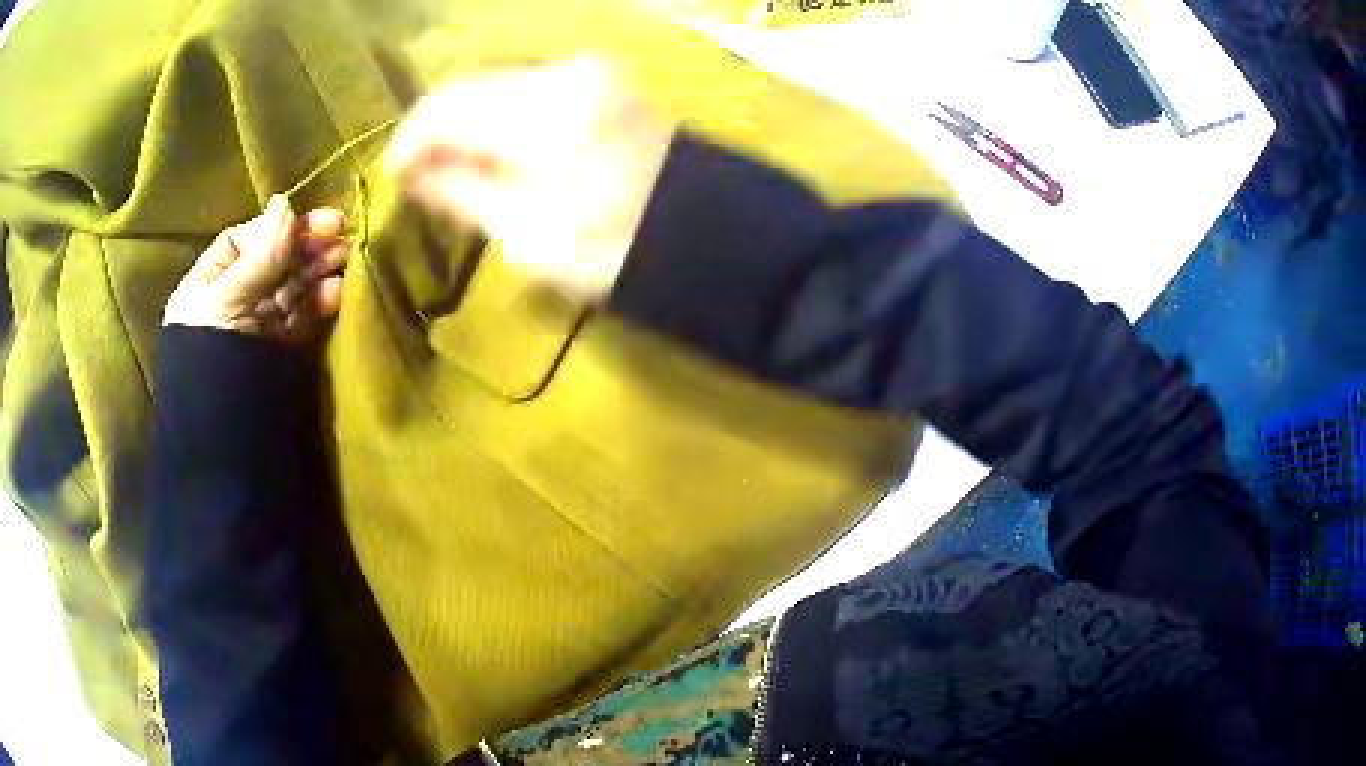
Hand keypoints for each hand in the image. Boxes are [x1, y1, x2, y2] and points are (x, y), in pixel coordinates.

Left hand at [164, 196, 350, 344]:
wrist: (222, 433)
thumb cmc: (210, 355)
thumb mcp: (228, 299)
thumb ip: (259, 256)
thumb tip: (284, 202)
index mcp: (208, 285)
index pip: (244, 242)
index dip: (276, 229)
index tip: (309, 221)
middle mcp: (232, 300)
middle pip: (272, 262)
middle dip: (306, 246)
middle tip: (343, 232)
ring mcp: (257, 326)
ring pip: (290, 288)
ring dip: (318, 270)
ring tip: (347, 257)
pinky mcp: (279, 351)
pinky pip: (300, 319)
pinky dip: (319, 303)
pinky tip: (337, 290)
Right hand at [384, 56, 675, 302]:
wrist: (705, 232)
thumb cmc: (616, 247)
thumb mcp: (528, 234)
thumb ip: (462, 194)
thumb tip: (415, 175)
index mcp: (543, 113)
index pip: (447, 108)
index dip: (409, 141)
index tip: (394, 176)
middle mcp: (563, 73)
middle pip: (470, 88)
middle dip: (435, 130)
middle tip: (420, 176)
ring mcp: (587, 71)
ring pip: (496, 85)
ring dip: (466, 122)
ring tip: (453, 167)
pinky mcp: (601, 81)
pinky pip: (527, 88)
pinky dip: (500, 116)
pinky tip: (494, 148)